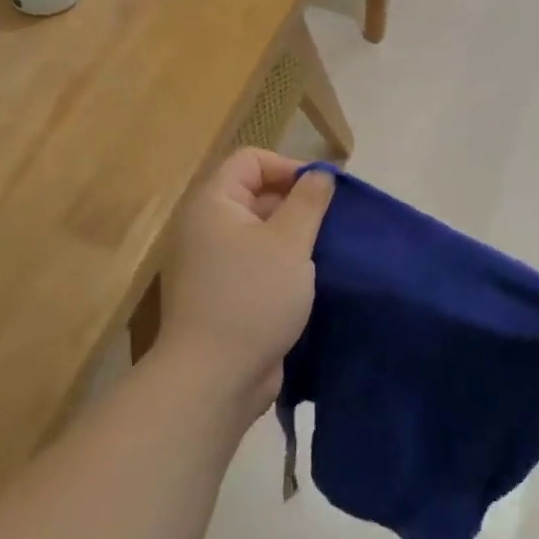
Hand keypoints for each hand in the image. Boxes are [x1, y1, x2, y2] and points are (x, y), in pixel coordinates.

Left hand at [156, 149, 334, 414]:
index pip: (251, 160)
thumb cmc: (253, 297)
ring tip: (328, 249)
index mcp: (213, 204)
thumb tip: (321, 173)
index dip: (289, 166)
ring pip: (260, 231)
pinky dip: (283, 263)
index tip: (324, 191)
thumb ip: (309, 201)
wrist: (214, 378)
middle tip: (332, 223)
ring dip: (294, 236)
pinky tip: (312, 278)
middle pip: (255, 193)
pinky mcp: (224, 294)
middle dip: (297, 202)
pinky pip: (257, 262)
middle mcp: (206, 227)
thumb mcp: (290, 241)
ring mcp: (213, 263)